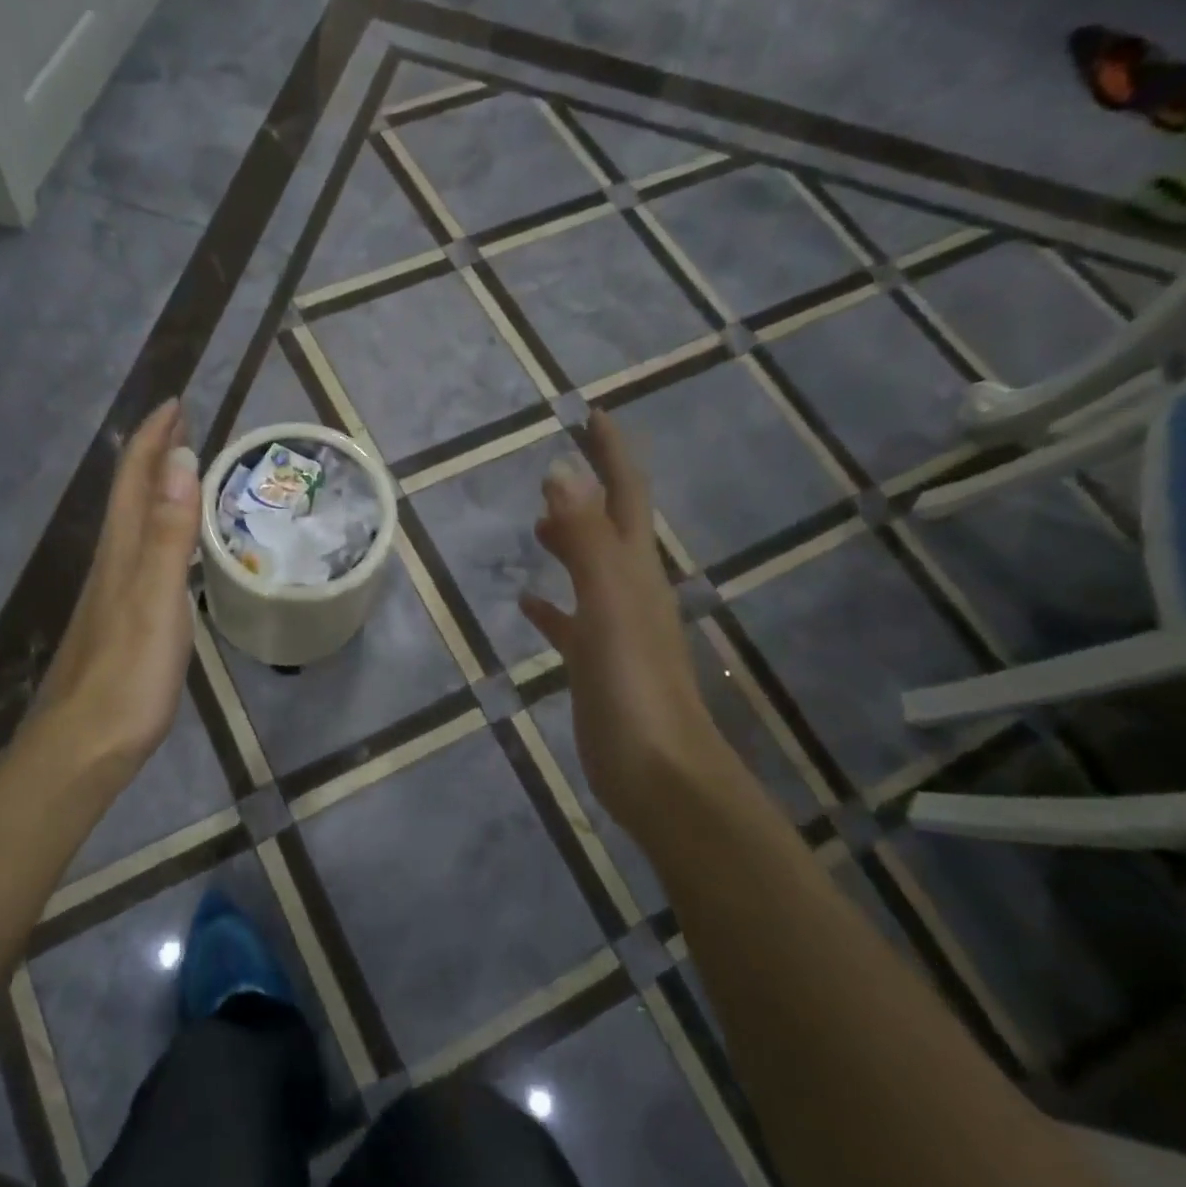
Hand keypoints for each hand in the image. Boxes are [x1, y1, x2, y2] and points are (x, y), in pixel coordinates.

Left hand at [29, 400, 199, 776]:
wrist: (85, 743)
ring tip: (182, 472)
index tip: (176, 402)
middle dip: (153, 453)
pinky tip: (171, 547)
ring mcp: (115, 592)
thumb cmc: (128, 672)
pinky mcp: (123, 620)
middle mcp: (114, 562)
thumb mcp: (157, 599)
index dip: (154, 438)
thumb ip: (170, 533)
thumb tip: (181, 460)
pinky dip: (160, 530)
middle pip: (130, 494)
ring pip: (134, 523)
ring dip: (156, 489)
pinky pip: (143, 554)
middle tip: (181, 424)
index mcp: (123, 550)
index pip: (136, 478)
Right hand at [519, 412, 727, 829]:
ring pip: (588, 570)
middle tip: (558, 460)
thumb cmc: (634, 684)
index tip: (593, 414)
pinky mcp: (595, 663)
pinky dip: (550, 606)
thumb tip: (560, 469)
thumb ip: (584, 537)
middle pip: (609, 525)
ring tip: (536, 524)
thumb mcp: (608, 601)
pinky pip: (569, 621)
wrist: (658, 772)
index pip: (624, 494)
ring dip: (567, 541)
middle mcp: (629, 590)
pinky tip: (527, 604)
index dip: (612, 453)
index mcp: (634, 569)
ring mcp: (613, 628)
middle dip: (588, 490)